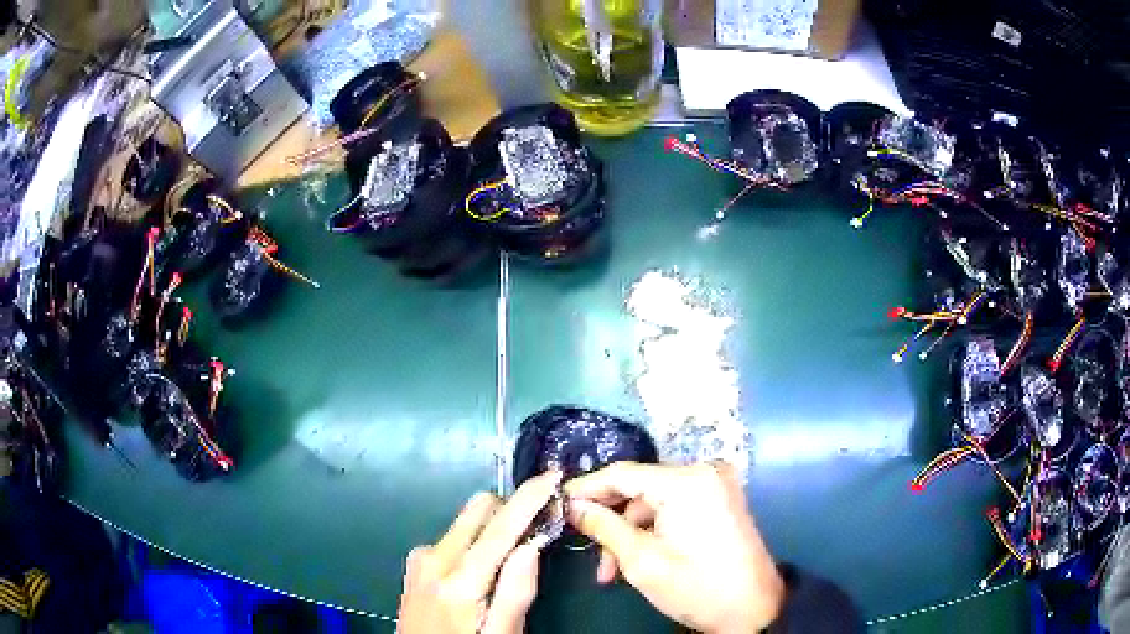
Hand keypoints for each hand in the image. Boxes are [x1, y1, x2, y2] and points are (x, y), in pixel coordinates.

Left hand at [397, 471, 560, 633]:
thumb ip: (516, 592)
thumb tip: (531, 544)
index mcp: (460, 580)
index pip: (500, 528)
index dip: (529, 498)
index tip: (553, 475)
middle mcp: (435, 559)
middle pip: (478, 509)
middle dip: (511, 509)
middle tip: (538, 528)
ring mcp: (420, 559)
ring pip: (465, 522)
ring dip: (492, 528)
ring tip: (510, 557)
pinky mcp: (415, 564)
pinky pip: (452, 538)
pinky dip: (473, 541)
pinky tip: (480, 568)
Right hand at [565, 461, 784, 633]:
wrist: (753, 610)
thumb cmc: (697, 588)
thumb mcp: (642, 561)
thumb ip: (604, 527)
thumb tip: (573, 507)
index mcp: (687, 481)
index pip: (623, 473)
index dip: (586, 488)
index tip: (556, 502)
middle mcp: (704, 471)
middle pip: (639, 487)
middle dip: (609, 520)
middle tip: (583, 545)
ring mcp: (716, 485)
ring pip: (654, 501)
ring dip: (629, 532)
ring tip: (610, 570)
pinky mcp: (720, 500)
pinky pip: (674, 506)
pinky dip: (653, 530)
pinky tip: (637, 558)